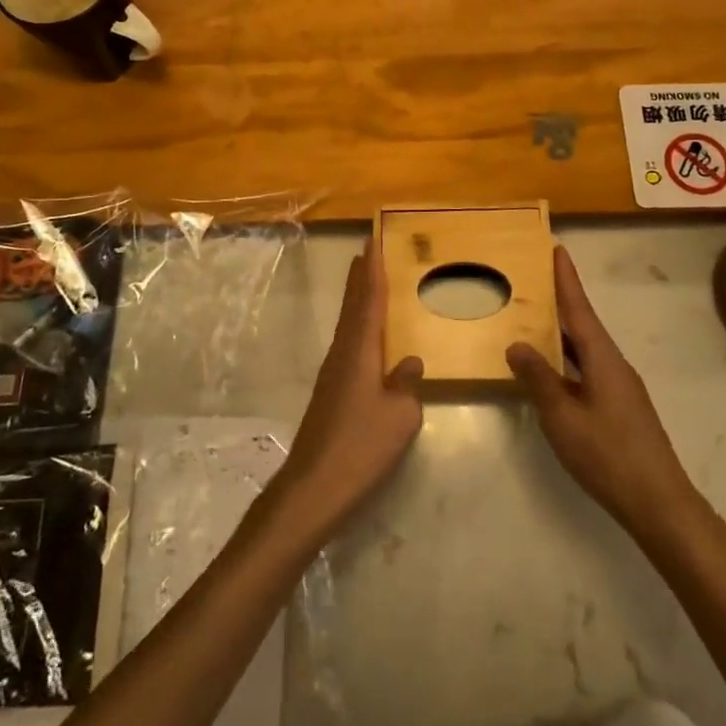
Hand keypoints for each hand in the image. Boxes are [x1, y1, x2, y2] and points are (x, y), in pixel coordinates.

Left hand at [276, 242, 423, 539]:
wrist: (316, 485)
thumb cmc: (362, 446)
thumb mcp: (401, 416)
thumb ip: (407, 384)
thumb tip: (410, 362)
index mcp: (360, 350)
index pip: (369, 299)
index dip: (374, 269)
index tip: (373, 240)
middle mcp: (342, 353)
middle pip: (353, 306)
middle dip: (361, 277)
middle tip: (368, 250)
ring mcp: (333, 373)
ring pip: (348, 324)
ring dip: (357, 299)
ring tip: (367, 281)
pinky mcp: (330, 392)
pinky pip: (348, 344)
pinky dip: (357, 326)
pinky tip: (367, 337)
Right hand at [507, 248, 705, 540]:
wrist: (659, 502)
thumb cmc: (608, 454)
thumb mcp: (562, 416)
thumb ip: (538, 378)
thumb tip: (517, 344)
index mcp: (602, 358)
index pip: (579, 308)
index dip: (566, 279)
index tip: (557, 248)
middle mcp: (614, 364)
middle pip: (583, 324)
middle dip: (561, 301)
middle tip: (534, 280)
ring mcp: (620, 387)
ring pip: (585, 349)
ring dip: (562, 332)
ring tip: (534, 319)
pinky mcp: (620, 407)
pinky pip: (588, 369)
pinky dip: (567, 359)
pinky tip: (551, 371)